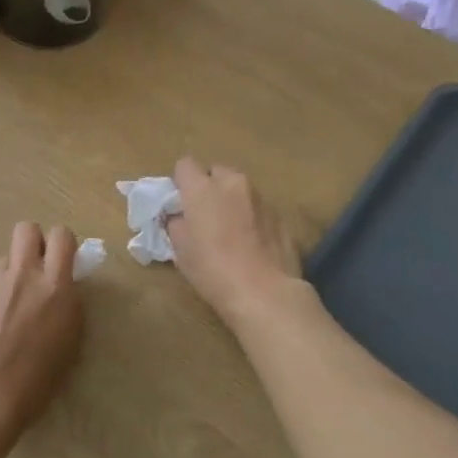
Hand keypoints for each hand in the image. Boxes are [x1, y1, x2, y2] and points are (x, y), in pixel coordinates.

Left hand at [0, 222, 82, 444]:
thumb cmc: (36, 382)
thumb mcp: (69, 344)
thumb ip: (67, 308)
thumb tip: (61, 292)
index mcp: (55, 287)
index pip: (62, 236)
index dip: (63, 243)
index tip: (63, 262)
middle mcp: (23, 277)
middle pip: (26, 229)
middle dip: (35, 241)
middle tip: (38, 268)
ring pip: (5, 260)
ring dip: (13, 274)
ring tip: (12, 307)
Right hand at [164, 159, 302, 326]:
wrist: (265, 292)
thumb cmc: (213, 270)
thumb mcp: (181, 250)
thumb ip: (176, 223)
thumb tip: (179, 216)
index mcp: (202, 189)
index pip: (185, 165)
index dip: (181, 182)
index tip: (181, 203)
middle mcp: (232, 183)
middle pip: (216, 172)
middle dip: (210, 188)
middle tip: (207, 215)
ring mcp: (260, 197)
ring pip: (240, 189)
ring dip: (233, 201)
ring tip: (232, 230)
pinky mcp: (281, 214)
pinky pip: (259, 207)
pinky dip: (252, 217)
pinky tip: (253, 243)